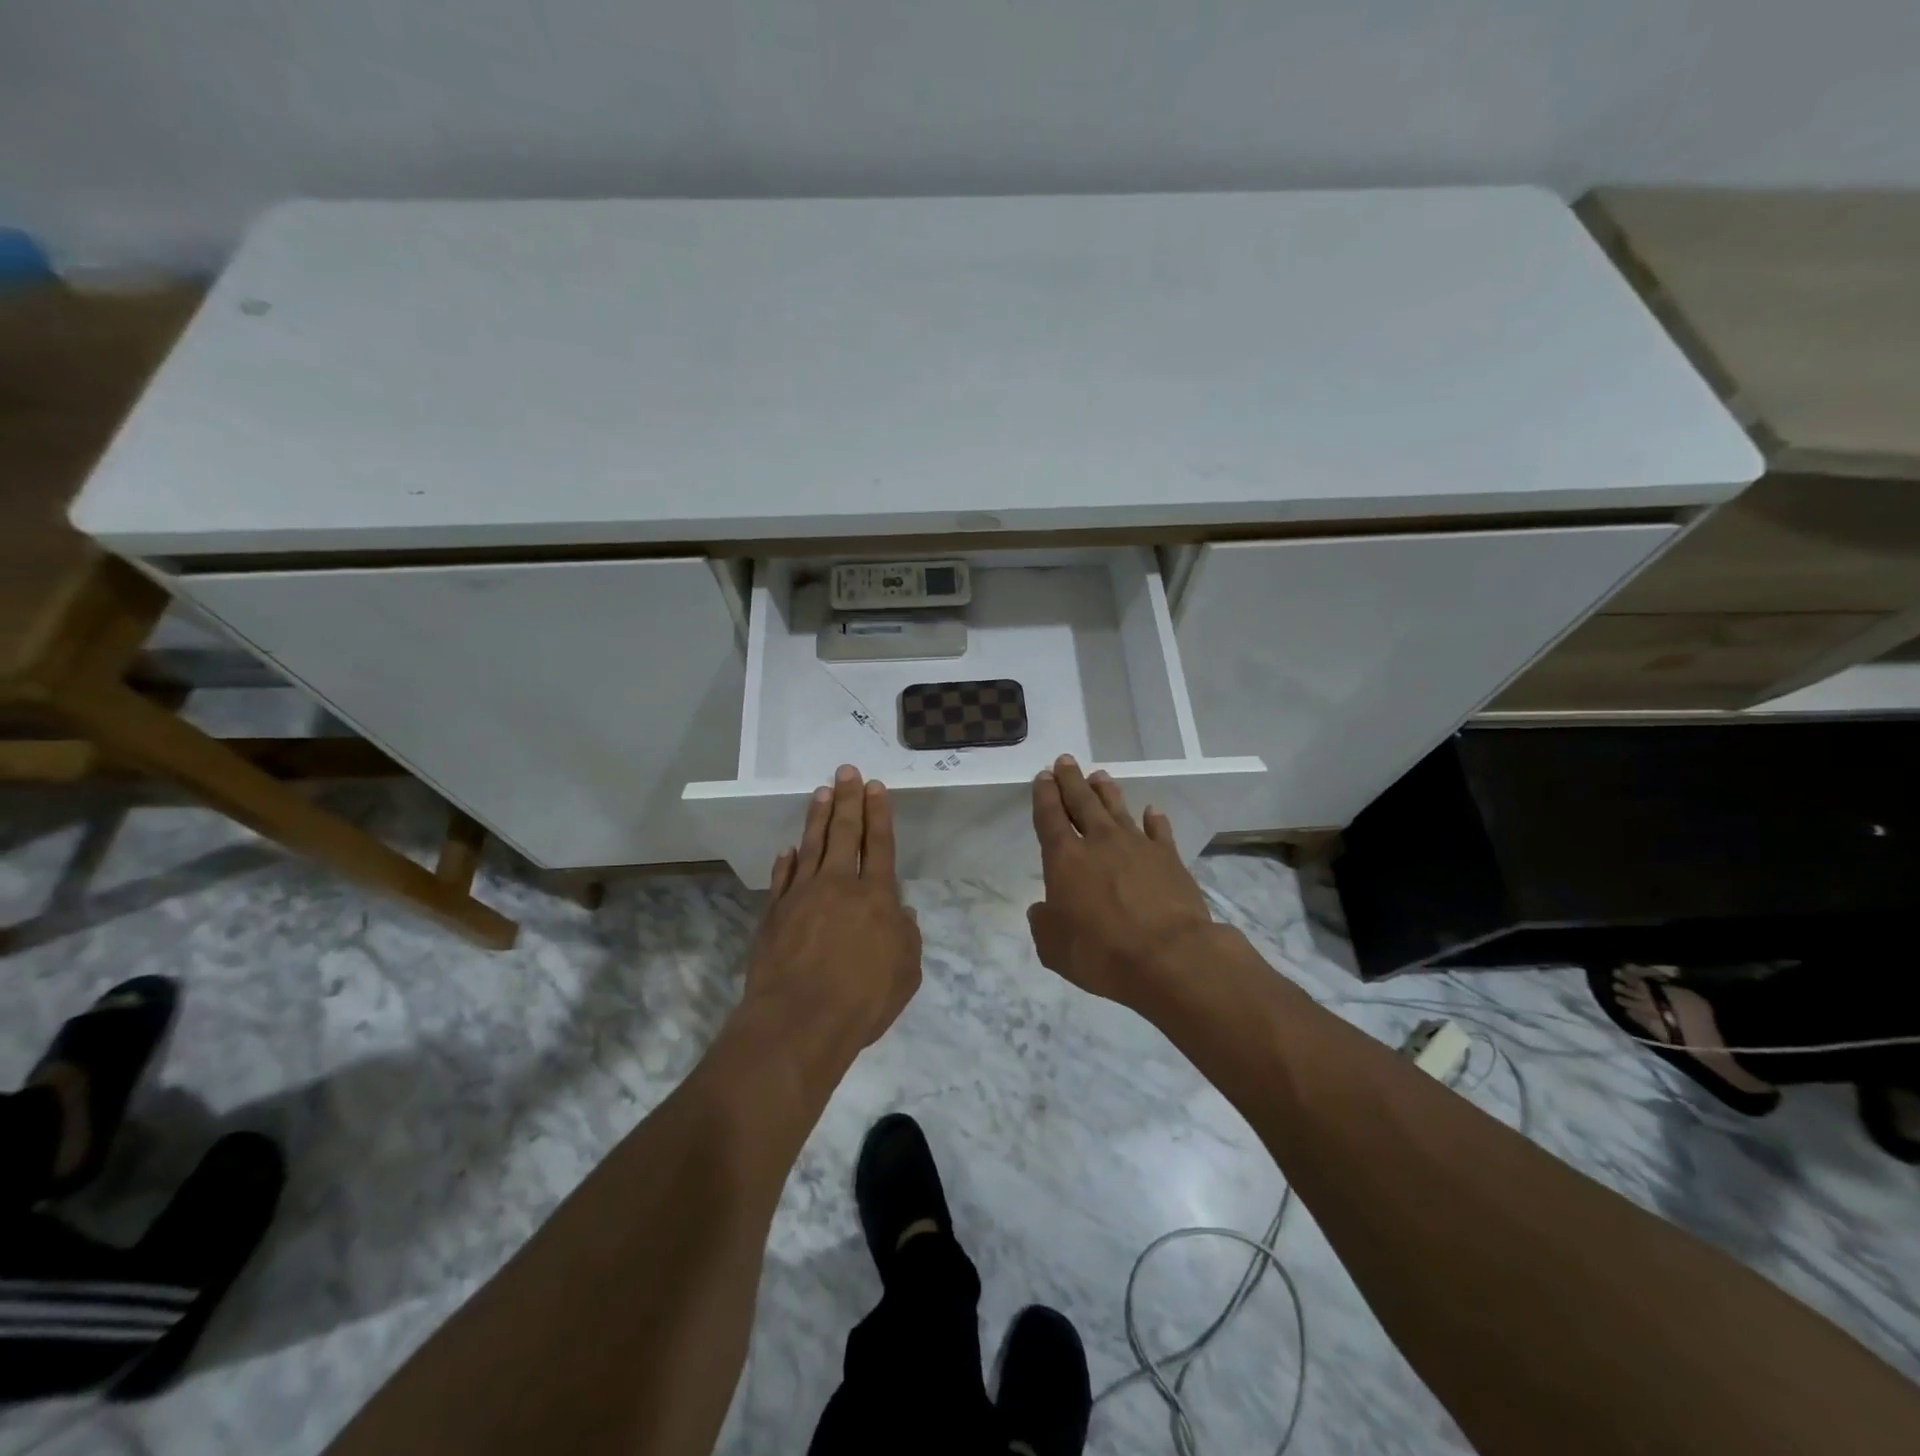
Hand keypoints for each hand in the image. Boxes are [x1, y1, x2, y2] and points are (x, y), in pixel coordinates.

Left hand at [744, 765, 921, 1054]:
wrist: (799, 1021)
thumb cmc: (863, 999)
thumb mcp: (906, 972)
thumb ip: (907, 937)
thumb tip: (903, 913)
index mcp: (876, 896)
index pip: (879, 843)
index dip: (878, 813)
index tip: (874, 786)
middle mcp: (838, 885)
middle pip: (844, 833)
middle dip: (848, 799)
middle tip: (846, 771)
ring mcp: (802, 896)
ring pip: (812, 845)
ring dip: (818, 816)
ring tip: (822, 791)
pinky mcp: (774, 913)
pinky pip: (783, 878)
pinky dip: (788, 860)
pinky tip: (790, 849)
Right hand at [1027, 755, 1219, 1010]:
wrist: (1169, 956)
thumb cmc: (1101, 952)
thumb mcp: (1053, 947)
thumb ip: (1043, 923)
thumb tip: (1042, 909)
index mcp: (1065, 858)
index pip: (1049, 816)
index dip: (1044, 795)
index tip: (1043, 776)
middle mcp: (1099, 842)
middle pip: (1082, 801)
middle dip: (1071, 780)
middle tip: (1065, 761)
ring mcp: (1137, 846)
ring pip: (1118, 808)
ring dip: (1107, 791)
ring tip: (1099, 776)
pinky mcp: (1168, 857)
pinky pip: (1159, 830)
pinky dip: (1155, 819)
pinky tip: (1152, 810)